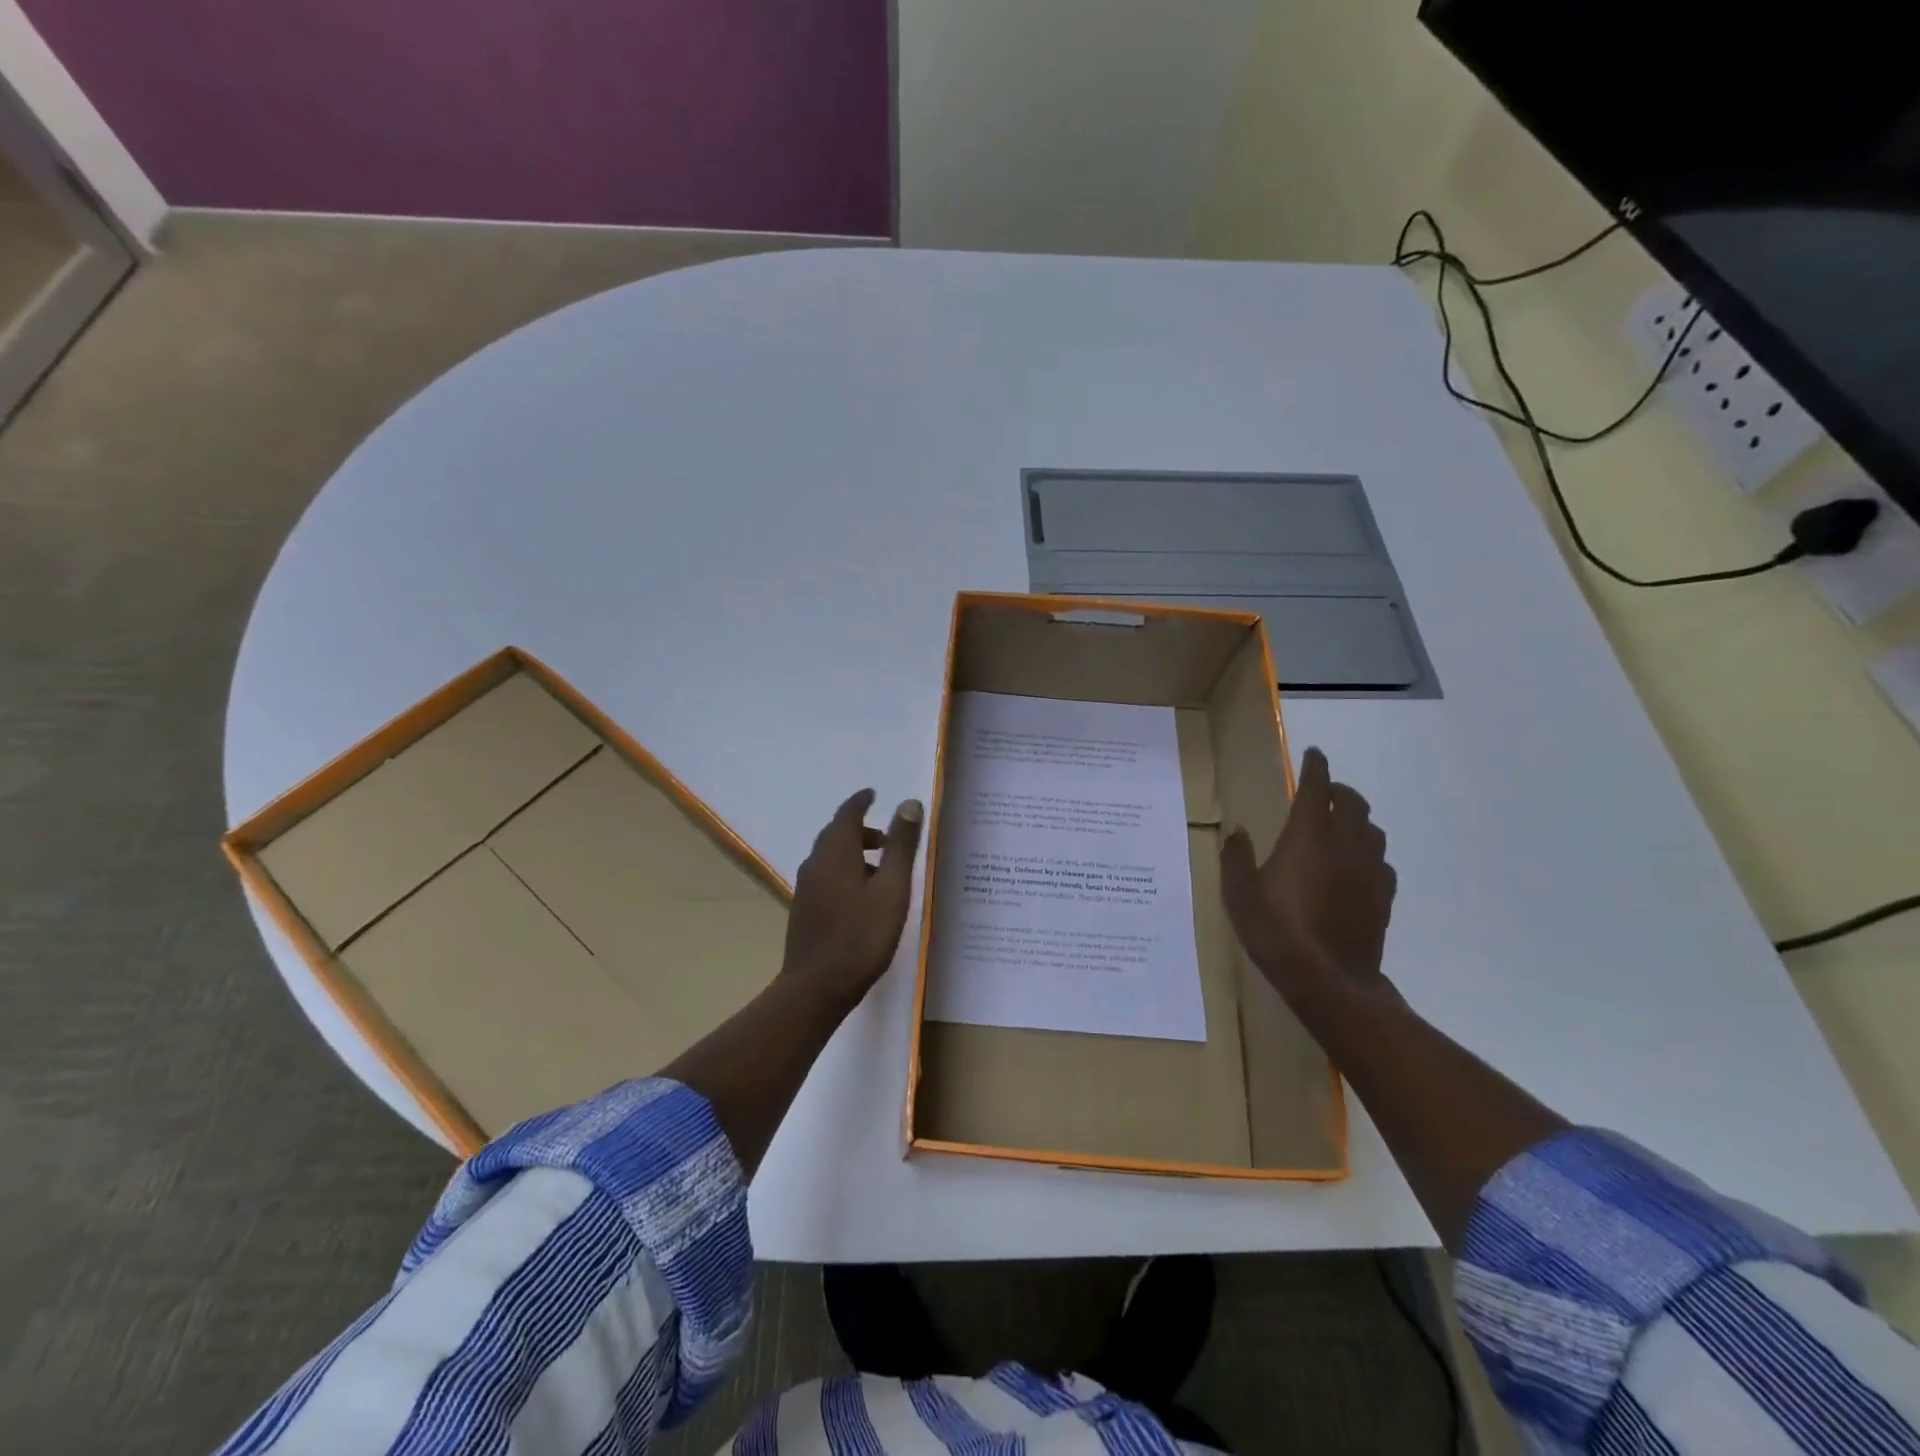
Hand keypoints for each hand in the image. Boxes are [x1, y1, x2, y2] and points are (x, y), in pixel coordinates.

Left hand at [782, 789, 924, 1008]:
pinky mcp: (804, 910)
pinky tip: (861, 895)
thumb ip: (900, 845)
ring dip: (853, 852)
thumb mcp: (892, 888)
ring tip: (881, 868)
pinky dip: (844, 871)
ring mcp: (806, 888)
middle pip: (836, 834)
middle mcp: (815, 863)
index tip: (874, 794)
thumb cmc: (861, 935)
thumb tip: (908, 803)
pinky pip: (825, 876)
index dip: (861, 801)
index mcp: (836, 852)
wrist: (817, 987)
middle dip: (860, 828)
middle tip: (887, 835)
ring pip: (830, 857)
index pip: (847, 814)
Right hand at [1220, 746, 1397, 1000]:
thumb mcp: (1238, 894)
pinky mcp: (1383, 898)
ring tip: (1342, 825)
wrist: (1328, 981)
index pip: (1317, 789)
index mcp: (1307, 838)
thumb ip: (1236, 858)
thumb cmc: (1275, 932)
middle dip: (1340, 790)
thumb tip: (1238, 831)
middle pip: (1353, 804)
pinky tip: (1358, 866)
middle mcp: (1344, 846)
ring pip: (1373, 831)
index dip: (1316, 767)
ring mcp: (1369, 872)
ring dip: (1358, 820)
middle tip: (1326, 791)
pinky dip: (1370, 853)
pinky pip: (1382, 862)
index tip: (1314, 754)